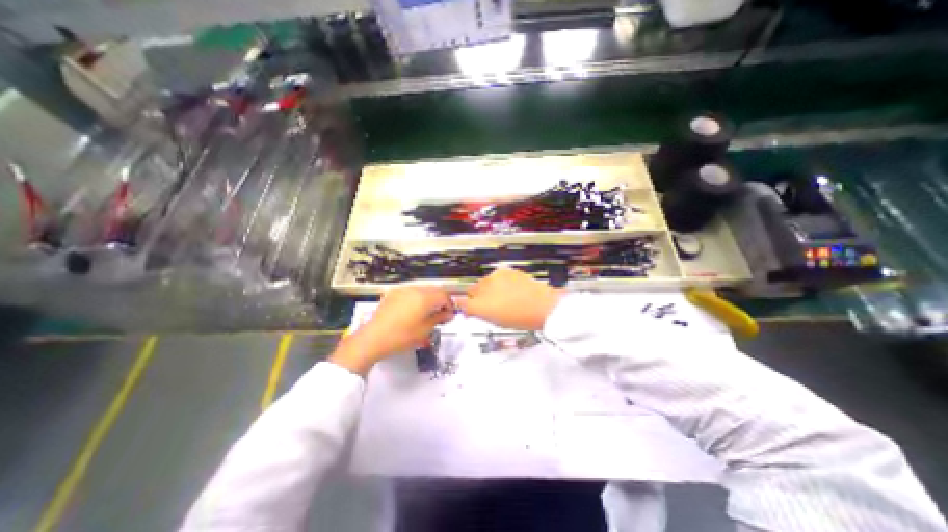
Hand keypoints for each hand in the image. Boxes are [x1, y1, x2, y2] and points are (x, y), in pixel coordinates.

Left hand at [331, 285, 454, 375]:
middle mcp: (415, 289)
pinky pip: (411, 291)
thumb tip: (449, 313)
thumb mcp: (425, 330)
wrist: (373, 338)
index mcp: (425, 298)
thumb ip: (439, 318)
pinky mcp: (393, 293)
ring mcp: (403, 290)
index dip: (450, 305)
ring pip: (423, 289)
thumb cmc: (402, 336)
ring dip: (429, 297)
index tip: (449, 315)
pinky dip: (417, 297)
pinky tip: (413, 309)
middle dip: (440, 300)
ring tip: (427, 312)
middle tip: (441, 314)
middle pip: (434, 290)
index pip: (444, 295)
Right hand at [456, 268, 560, 329]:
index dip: (465, 306)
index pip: (463, 303)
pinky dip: (498, 282)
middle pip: (472, 290)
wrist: (545, 306)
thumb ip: (479, 313)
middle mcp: (485, 288)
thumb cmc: (522, 318)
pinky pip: (496, 276)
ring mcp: (496, 277)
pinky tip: (509, 290)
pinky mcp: (506, 271)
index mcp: (481, 305)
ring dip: (487, 288)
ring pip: (484, 282)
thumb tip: (469, 309)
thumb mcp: (496, 322)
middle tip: (489, 305)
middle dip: (477, 297)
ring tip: (502, 297)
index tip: (468, 309)